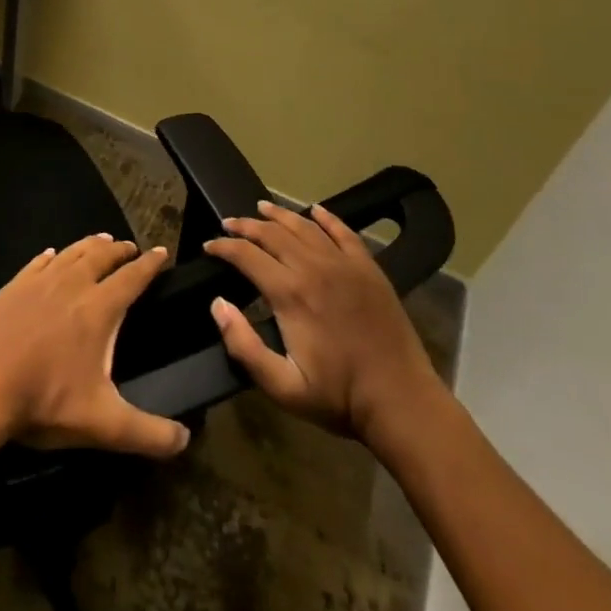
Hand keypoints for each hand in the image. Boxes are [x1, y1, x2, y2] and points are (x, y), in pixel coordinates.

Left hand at [0, 235, 190, 458]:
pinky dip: (52, 256)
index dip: (150, 264)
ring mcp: (39, 282)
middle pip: (101, 256)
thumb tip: (185, 440)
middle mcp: (71, 285)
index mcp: (98, 309)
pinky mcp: (13, 287)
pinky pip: (38, 262)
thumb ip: (148, 433)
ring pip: (71, 253)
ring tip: (101, 241)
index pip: (132, 277)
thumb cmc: (45, 401)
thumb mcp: (104, 424)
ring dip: (89, 245)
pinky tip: (52, 255)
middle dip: (119, 250)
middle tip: (130, 247)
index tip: (161, 251)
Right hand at [203, 201, 447, 449]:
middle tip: (228, 224)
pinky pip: (343, 232)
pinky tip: (315, 210)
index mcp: (290, 293)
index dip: (223, 247)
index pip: (246, 255)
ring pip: (304, 226)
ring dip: (279, 215)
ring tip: (261, 208)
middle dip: (245, 226)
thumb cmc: (339, 397)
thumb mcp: (282, 386)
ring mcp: (344, 264)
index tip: (208, 246)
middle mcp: (314, 267)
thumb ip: (243, 345)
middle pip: (272, 233)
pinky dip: (326, 218)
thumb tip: (218, 304)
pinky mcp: (368, 269)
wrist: (402, 402)